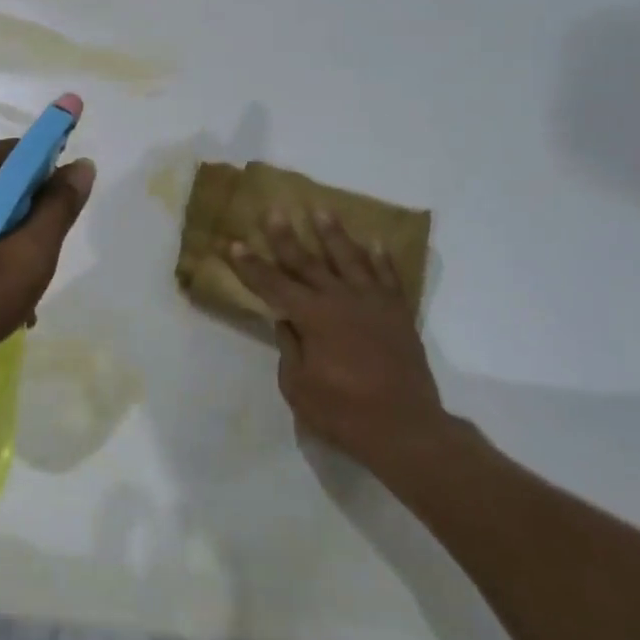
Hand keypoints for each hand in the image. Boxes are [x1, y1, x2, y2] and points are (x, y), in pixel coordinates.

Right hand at [227, 211, 458, 471]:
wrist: (406, 429)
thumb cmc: (344, 413)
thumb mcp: (299, 387)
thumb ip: (289, 347)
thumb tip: (286, 320)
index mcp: (313, 317)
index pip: (273, 284)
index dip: (251, 265)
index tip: (234, 243)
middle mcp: (341, 300)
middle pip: (307, 262)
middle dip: (286, 236)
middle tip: (274, 210)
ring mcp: (373, 303)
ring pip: (349, 259)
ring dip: (334, 234)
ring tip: (322, 210)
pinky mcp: (398, 313)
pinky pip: (388, 277)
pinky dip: (381, 259)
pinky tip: (375, 243)